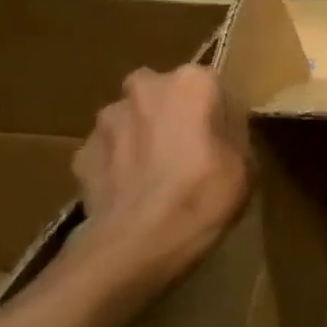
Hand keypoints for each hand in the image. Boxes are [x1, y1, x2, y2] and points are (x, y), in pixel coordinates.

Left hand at [69, 65, 251, 291]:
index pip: (214, 86)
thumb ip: (232, 134)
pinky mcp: (80, 152)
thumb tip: (221, 131)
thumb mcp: (246, 164)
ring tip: (157, 175)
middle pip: (166, 93)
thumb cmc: (204, 195)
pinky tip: (132, 192)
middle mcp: (145, 87)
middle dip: (173, 114)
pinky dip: (119, 164)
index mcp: (193, 82)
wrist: (136, 244)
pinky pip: (108, 150)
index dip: (220, 113)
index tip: (225, 139)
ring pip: (132, 119)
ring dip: (143, 136)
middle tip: (189, 149)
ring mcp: (106, 120)